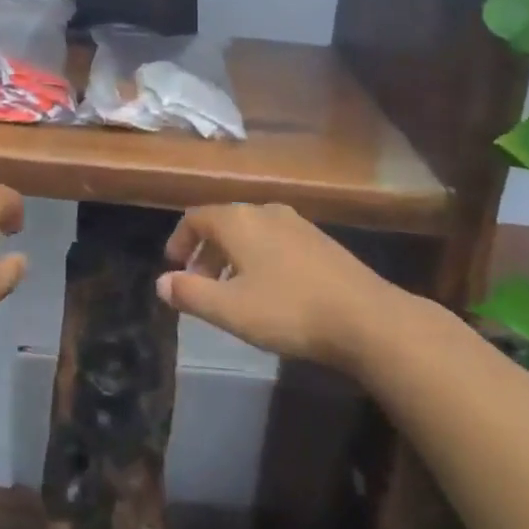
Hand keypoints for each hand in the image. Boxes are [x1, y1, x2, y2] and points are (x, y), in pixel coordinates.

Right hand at [156, 204, 406, 369]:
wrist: (366, 318)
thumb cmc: (288, 310)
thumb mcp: (230, 309)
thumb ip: (191, 293)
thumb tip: (161, 282)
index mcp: (237, 220)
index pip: (195, 217)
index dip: (179, 240)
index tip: (173, 266)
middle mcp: (263, 210)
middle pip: (223, 222)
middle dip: (206, 251)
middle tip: (199, 284)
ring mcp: (295, 223)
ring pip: (250, 232)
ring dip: (232, 256)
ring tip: (232, 291)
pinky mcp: (320, 240)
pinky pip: (274, 240)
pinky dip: (259, 258)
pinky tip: (270, 290)